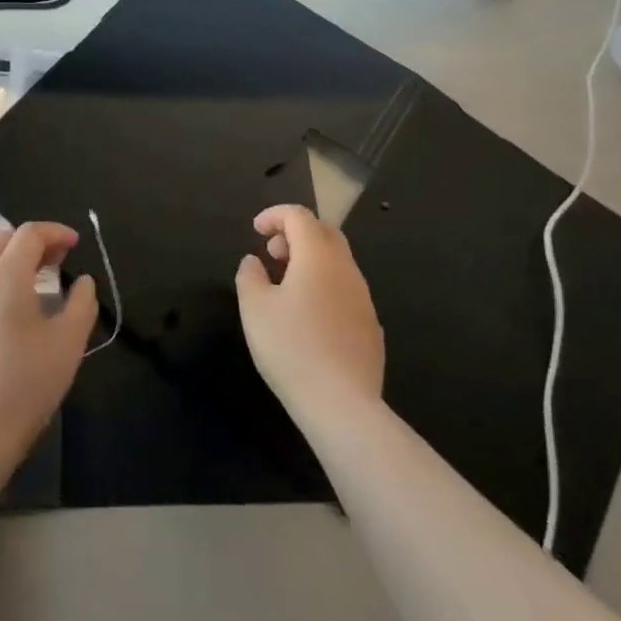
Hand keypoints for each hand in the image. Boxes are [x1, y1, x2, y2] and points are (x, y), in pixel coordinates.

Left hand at [0, 222, 97, 472]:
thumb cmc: (26, 385)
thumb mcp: (68, 344)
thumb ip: (82, 304)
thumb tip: (83, 282)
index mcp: (6, 278)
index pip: (28, 234)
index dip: (55, 232)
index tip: (75, 244)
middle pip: (1, 241)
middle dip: (32, 242)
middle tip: (57, 260)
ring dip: (8, 260)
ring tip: (32, 282)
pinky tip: (8, 313)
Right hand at [235, 205, 383, 419]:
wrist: (343, 405)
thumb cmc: (292, 347)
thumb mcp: (255, 309)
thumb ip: (249, 276)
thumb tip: (254, 262)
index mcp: (318, 256)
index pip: (299, 216)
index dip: (275, 215)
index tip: (255, 230)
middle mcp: (346, 269)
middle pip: (324, 232)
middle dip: (296, 233)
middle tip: (272, 253)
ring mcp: (363, 298)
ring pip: (337, 261)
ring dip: (310, 260)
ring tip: (285, 285)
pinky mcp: (371, 326)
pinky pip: (345, 289)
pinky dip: (324, 285)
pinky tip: (308, 316)